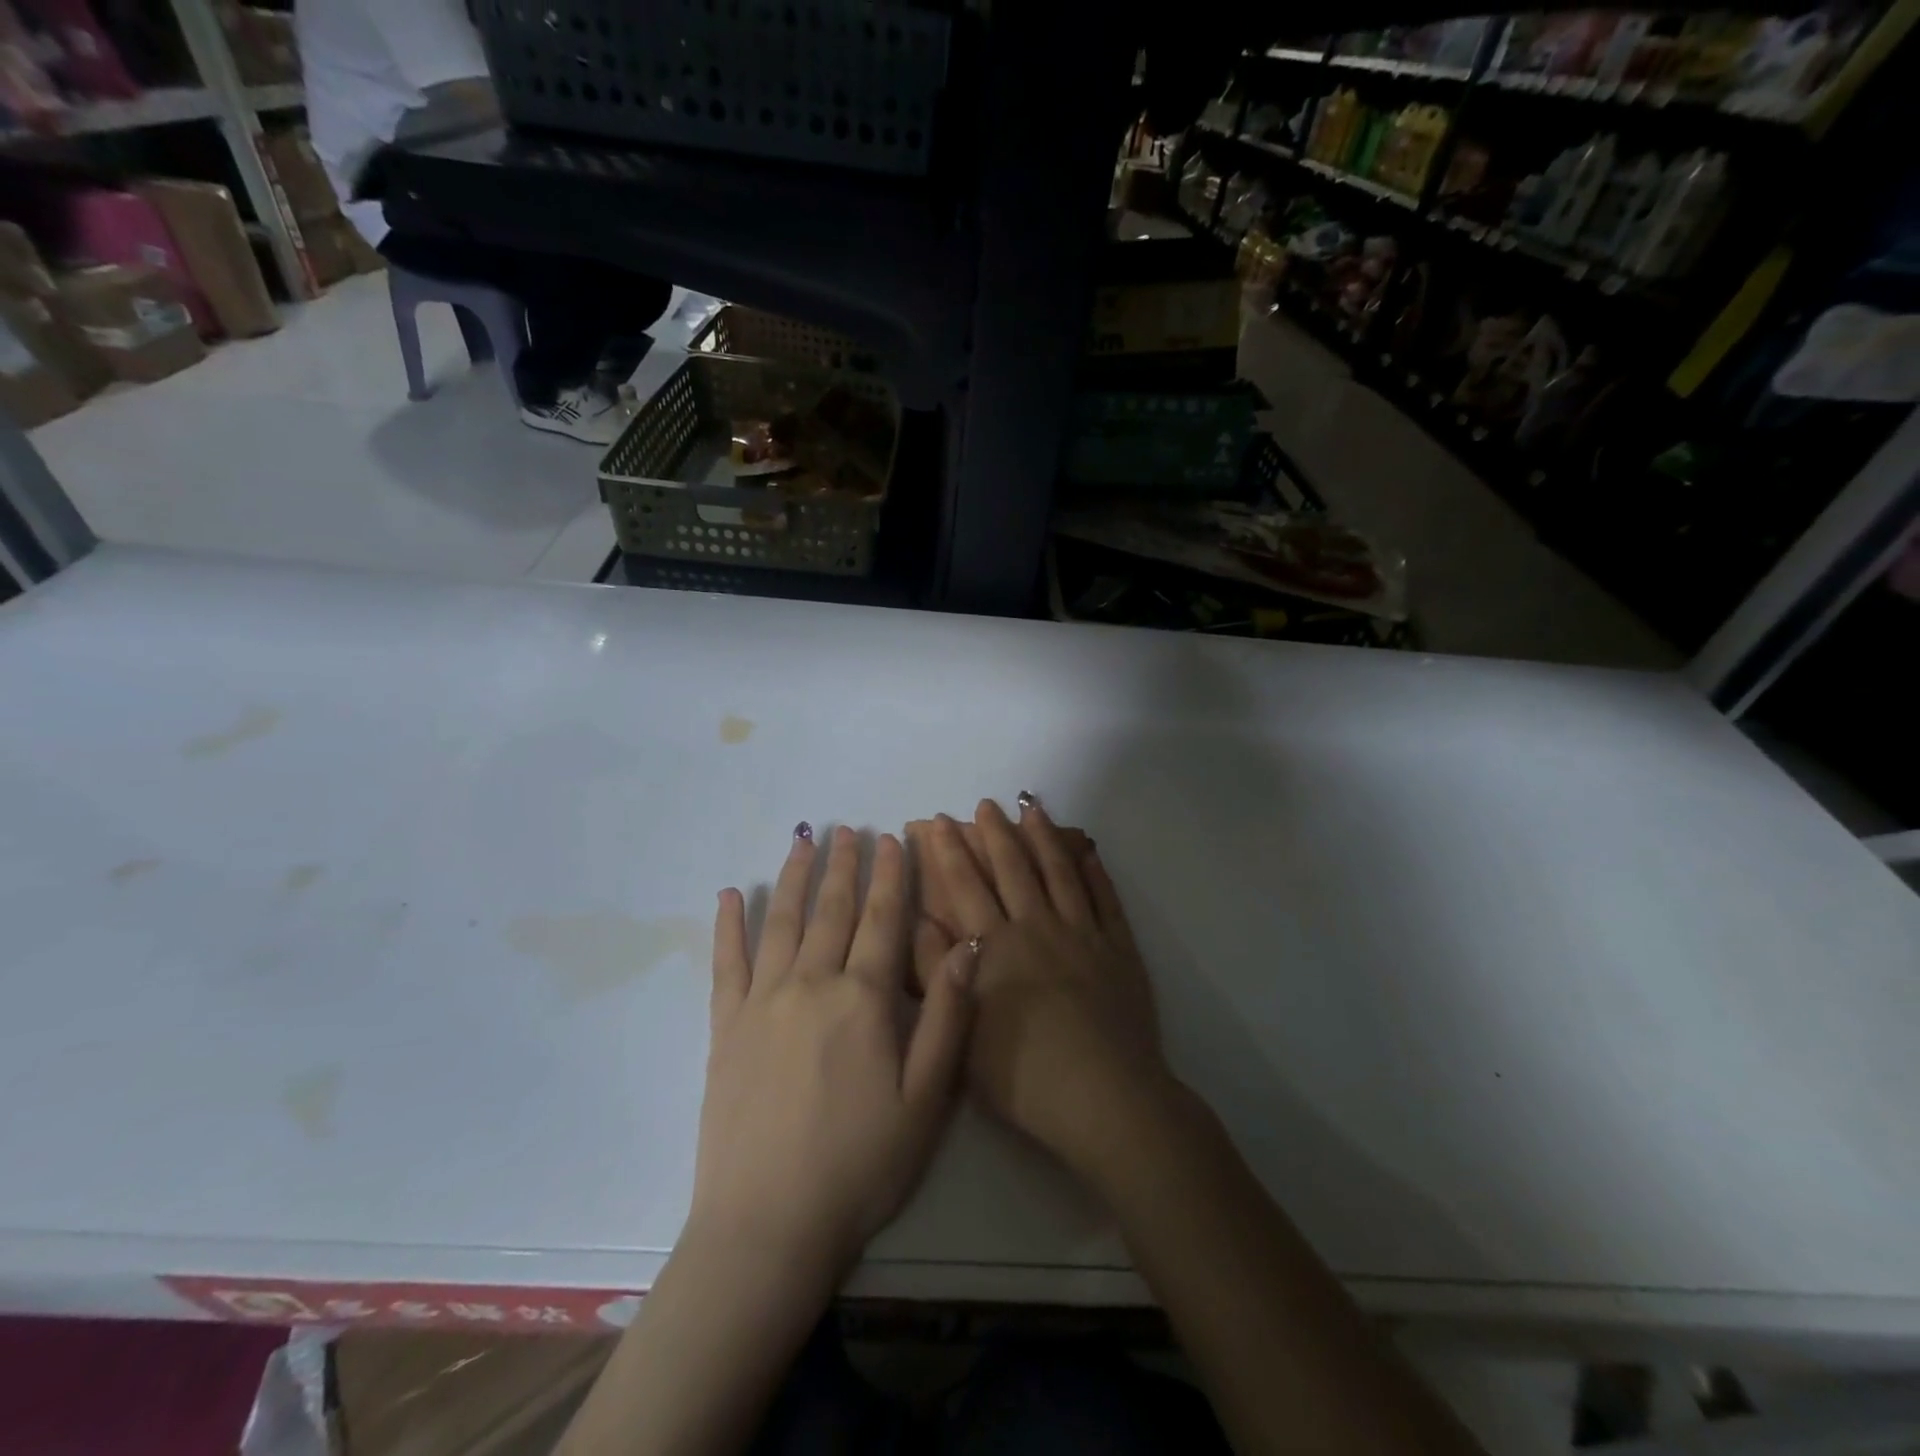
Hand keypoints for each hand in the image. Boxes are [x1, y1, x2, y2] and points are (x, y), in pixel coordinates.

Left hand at [691, 826, 975, 1279]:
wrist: (768, 1226)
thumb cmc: (861, 1164)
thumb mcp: (927, 1099)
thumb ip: (947, 1017)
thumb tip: (967, 949)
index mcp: (862, 998)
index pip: (882, 918)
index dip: (890, 875)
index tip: (892, 838)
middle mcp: (810, 984)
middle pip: (831, 909)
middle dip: (844, 864)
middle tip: (850, 828)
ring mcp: (762, 1002)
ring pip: (782, 922)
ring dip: (795, 877)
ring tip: (804, 840)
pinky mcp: (726, 1028)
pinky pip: (727, 963)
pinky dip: (729, 924)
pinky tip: (730, 893)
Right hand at [916, 800, 1167, 1180]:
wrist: (1104, 1098)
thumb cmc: (1023, 1076)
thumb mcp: (960, 1030)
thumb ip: (936, 972)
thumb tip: (918, 920)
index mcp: (996, 947)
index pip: (965, 886)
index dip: (949, 851)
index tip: (938, 822)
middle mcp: (1037, 927)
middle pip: (1012, 868)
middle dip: (995, 833)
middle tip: (986, 804)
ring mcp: (1083, 934)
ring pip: (1059, 872)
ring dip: (1043, 837)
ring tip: (1032, 807)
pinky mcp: (1119, 948)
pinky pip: (1106, 898)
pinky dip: (1095, 870)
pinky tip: (1087, 850)